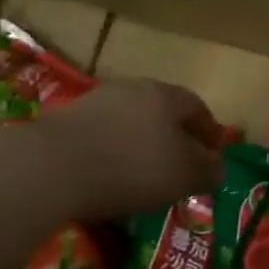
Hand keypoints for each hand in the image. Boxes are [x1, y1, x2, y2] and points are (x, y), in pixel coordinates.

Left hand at [28, 79, 222, 220]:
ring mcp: (95, 103)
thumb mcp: (183, 175)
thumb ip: (207, 170)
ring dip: (141, 146)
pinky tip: (111, 178)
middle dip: (174, 137)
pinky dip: (113, 154)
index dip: (209, 131)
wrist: (52, 168)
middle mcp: (131, 89)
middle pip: (161, 111)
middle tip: (181, 165)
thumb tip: (217, 168)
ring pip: (130, 123)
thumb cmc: (132, 167)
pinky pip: (102, 137)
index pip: (196, 107)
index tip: (215, 153)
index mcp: (164, 95)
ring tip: (145, 176)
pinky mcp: (65, 122)